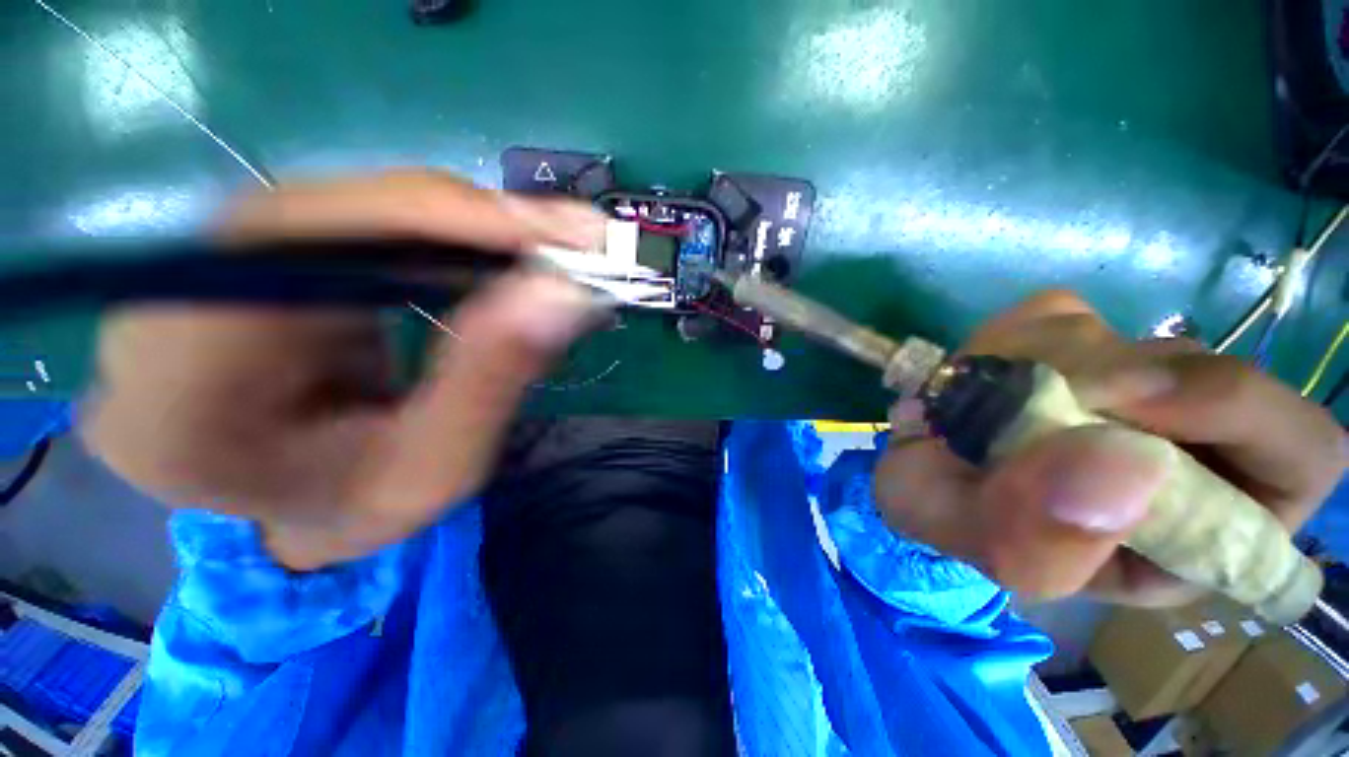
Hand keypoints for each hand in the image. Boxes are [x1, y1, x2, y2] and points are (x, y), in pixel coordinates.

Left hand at [83, 171, 608, 569]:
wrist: (284, 510)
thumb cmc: (350, 513)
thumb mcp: (434, 472)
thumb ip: (493, 378)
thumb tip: (563, 292)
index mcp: (184, 381)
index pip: (306, 248)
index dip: (444, 222)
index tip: (557, 236)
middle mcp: (174, 295)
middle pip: (342, 209)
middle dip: (478, 222)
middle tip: (578, 241)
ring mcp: (212, 261)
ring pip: (362, 205)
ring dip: (472, 228)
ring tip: (554, 254)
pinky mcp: (262, 252)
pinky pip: (366, 219)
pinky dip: (449, 234)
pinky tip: (503, 256)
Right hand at [876, 291, 1345, 605]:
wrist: (918, 470)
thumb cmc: (962, 524)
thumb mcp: (996, 554)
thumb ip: (1050, 539)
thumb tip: (1127, 466)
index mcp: (1203, 523)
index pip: (1300, 453)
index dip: (1241, 420)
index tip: (1135, 416)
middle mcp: (1191, 445)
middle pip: (1218, 375)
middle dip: (1127, 384)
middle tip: (1047, 401)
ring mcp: (1133, 380)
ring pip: (1125, 339)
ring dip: (1046, 366)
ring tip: (982, 409)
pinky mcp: (1078, 337)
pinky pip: (1059, 315)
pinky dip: (1010, 340)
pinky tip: (980, 380)